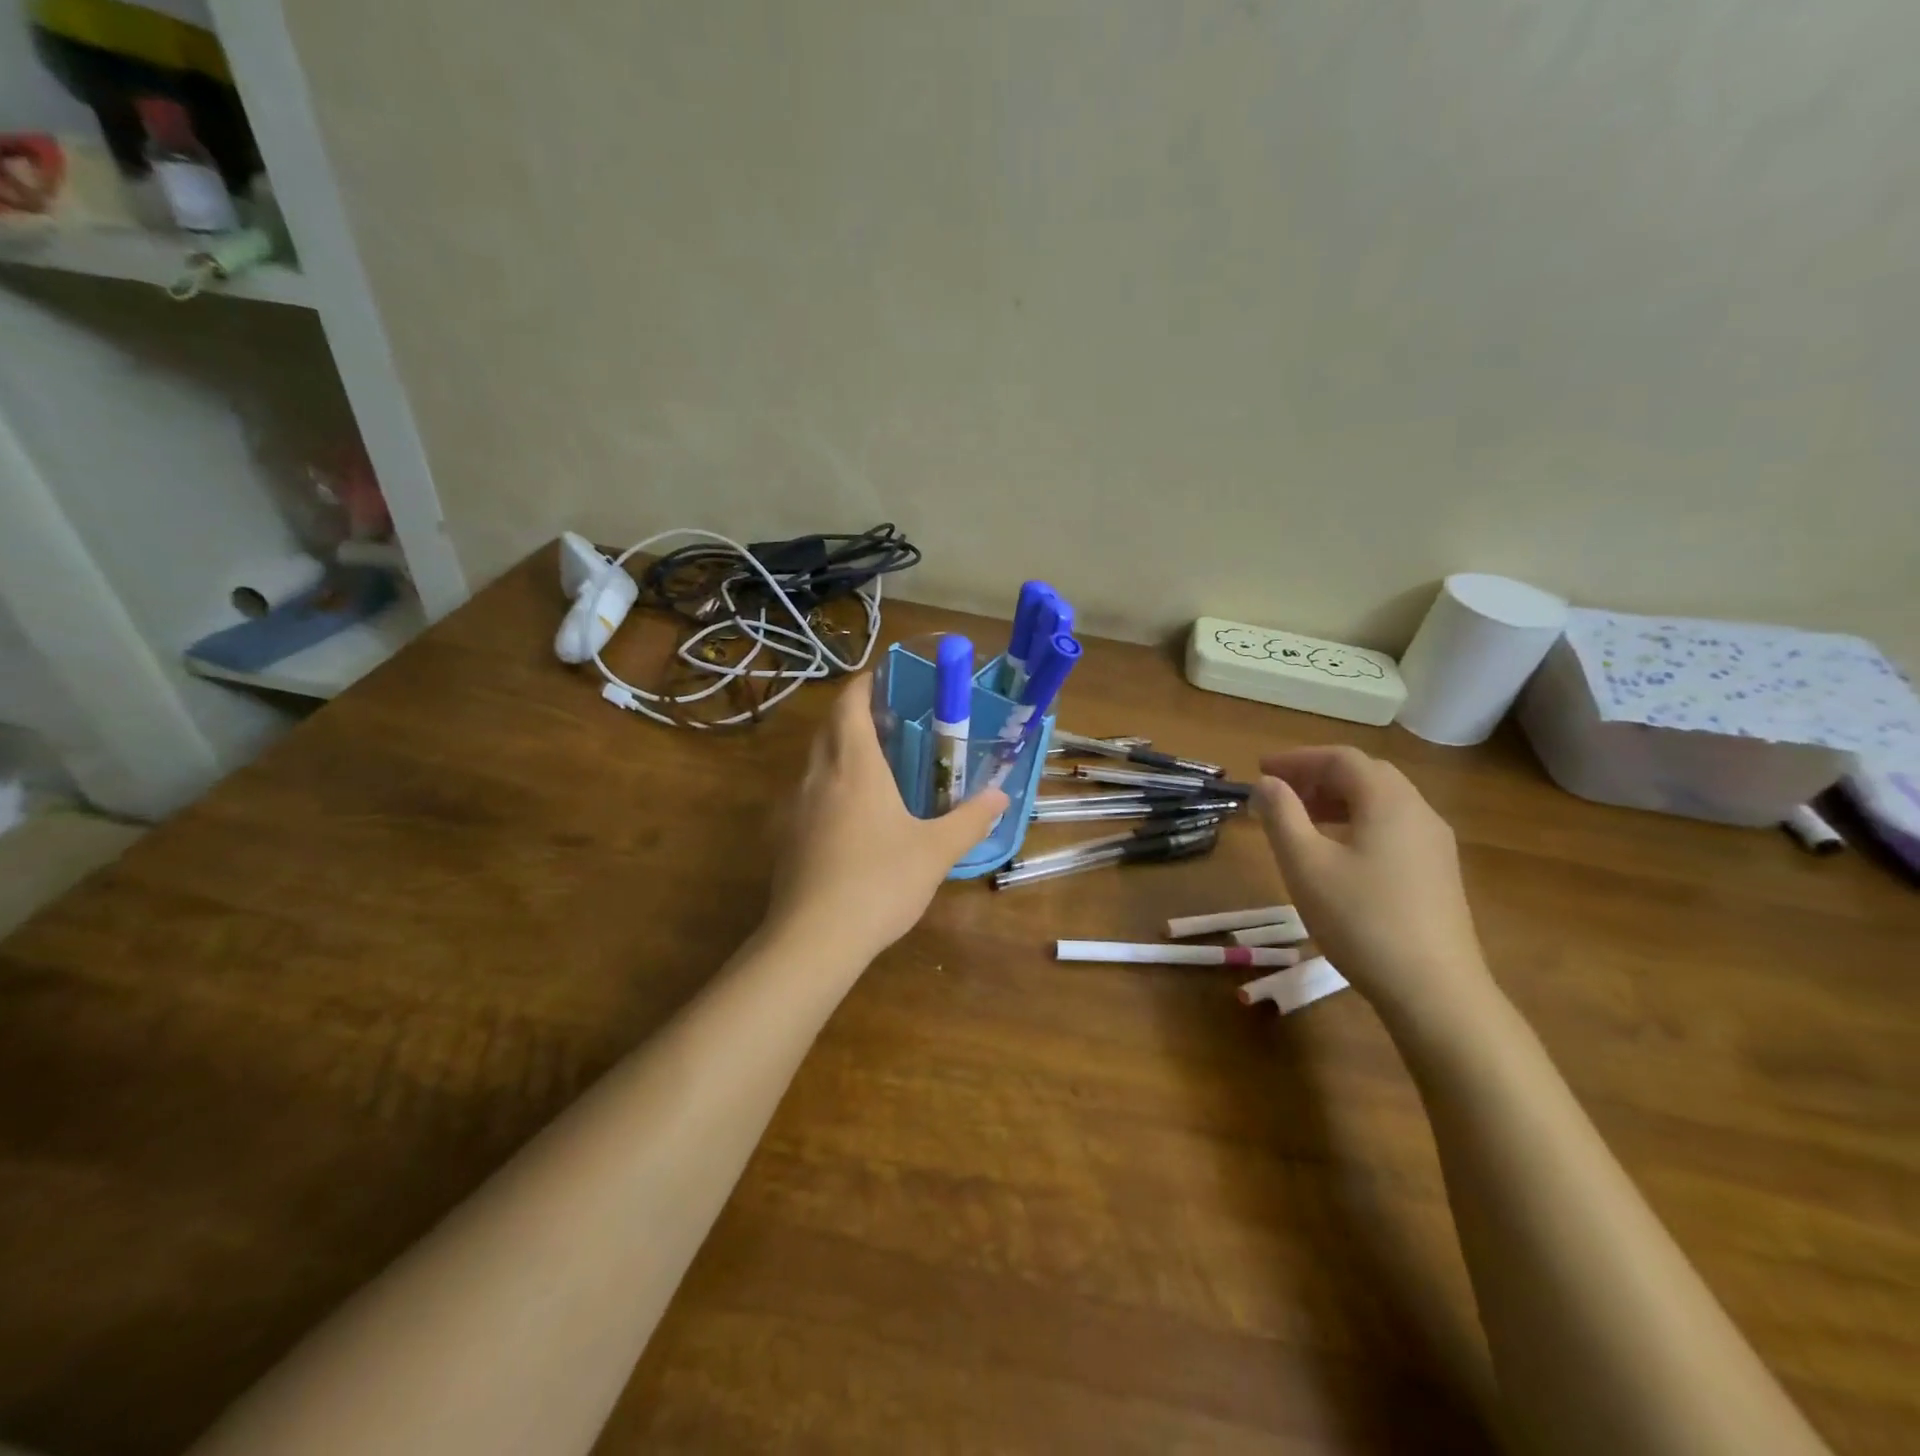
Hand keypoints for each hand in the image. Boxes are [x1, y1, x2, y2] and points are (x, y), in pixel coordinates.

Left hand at [766, 675, 1007, 962]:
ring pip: (814, 762)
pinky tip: (848, 817)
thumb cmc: (880, 882)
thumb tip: (1000, 796)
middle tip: (887, 720)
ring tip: (872, 766)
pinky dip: (827, 788)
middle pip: (829, 728)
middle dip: (852, 715)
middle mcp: (818, 776)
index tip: (882, 677)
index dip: (863, 685)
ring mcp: (795, 807)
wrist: (814, 938)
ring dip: (838, 751)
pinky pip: (806, 796)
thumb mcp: (936, 851)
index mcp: (855, 766)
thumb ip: (970, 819)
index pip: (849, 705)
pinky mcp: (784, 838)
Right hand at [1254, 746, 1493, 1024]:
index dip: (1296, 759)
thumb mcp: (1305, 864)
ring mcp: (1434, 844)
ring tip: (1299, 822)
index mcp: (1388, 801)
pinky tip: (1335, 853)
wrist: (1434, 990)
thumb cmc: (1360, 919)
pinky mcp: (1437, 873)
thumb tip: (1267, 783)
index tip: (1260, 770)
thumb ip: (1281, 815)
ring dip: (1335, 800)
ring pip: (1380, 802)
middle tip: (1278, 794)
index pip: (1340, 758)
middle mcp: (1418, 811)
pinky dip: (1356, 823)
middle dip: (1316, 776)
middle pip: (1364, 775)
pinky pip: (1392, 827)